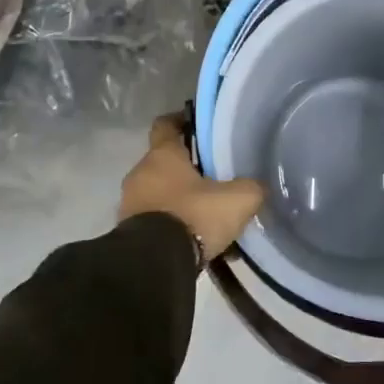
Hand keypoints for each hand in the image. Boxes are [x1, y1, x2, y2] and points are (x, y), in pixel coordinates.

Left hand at [119, 114, 264, 261]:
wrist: (155, 263)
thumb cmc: (194, 216)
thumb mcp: (237, 199)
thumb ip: (250, 187)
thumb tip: (256, 187)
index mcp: (163, 155)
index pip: (165, 125)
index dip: (180, 121)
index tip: (195, 125)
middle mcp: (141, 173)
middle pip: (164, 163)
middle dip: (187, 171)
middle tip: (214, 181)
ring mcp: (130, 203)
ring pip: (160, 194)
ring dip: (180, 202)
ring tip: (207, 219)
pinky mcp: (127, 232)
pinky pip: (154, 221)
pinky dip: (172, 226)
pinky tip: (196, 243)